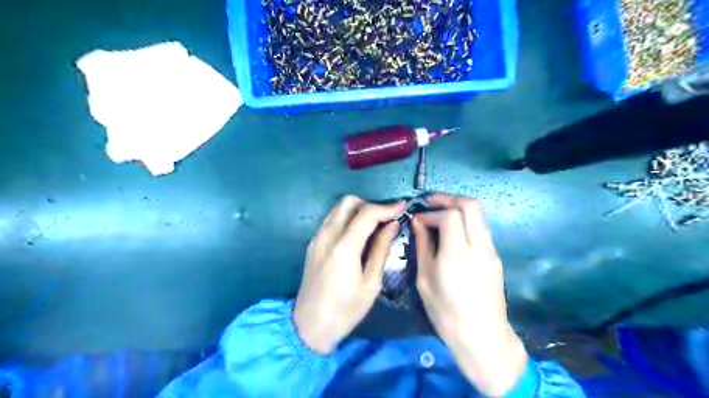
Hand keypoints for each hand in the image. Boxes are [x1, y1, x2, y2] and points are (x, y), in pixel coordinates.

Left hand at [295, 196, 404, 353]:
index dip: (386, 207)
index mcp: (344, 248)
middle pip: (348, 202)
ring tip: (374, 225)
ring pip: (338, 209)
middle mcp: (327, 236)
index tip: (401, 207)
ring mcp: (316, 239)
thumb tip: (392, 225)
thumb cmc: (346, 310)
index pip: (366, 214)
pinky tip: (357, 234)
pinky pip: (331, 220)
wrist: (310, 326)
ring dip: (357, 210)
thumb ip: (381, 249)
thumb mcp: (371, 283)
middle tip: (385, 218)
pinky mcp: (313, 244)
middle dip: (370, 205)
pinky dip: (347, 219)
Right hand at [413, 195, 528, 395]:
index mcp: (458, 253)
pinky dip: (466, 223)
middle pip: (471, 205)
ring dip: (459, 209)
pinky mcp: (495, 258)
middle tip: (430, 202)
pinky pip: (481, 229)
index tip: (417, 219)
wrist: (482, 337)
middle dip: (448, 198)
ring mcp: (491, 251)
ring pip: (479, 215)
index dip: (432, 211)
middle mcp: (479, 246)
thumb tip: (418, 223)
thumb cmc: (446, 312)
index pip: (449, 215)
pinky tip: (452, 233)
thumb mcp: (425, 279)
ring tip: (439, 215)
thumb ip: (423, 246)